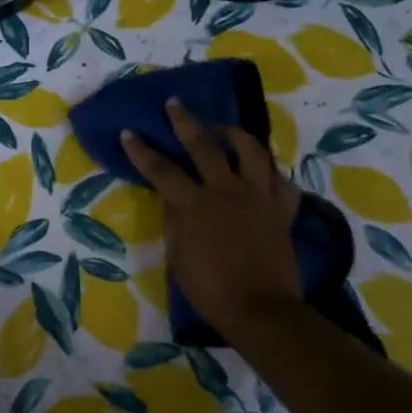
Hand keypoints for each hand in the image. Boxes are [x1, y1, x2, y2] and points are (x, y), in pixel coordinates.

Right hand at [122, 98, 302, 338]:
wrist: (260, 308)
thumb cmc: (210, 290)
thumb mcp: (178, 258)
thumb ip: (174, 222)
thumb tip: (171, 199)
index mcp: (195, 205)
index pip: (162, 170)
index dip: (142, 151)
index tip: (129, 133)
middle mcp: (226, 190)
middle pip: (204, 146)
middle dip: (185, 122)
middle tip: (175, 104)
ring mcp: (258, 197)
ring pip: (251, 151)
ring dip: (234, 134)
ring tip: (223, 128)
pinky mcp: (282, 210)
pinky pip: (281, 182)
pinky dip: (271, 173)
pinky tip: (263, 172)